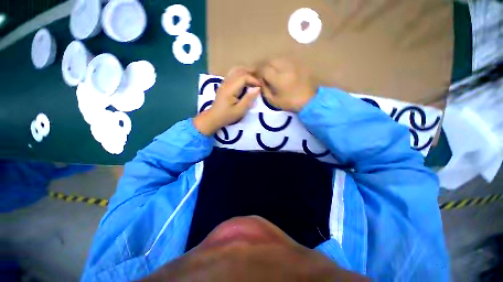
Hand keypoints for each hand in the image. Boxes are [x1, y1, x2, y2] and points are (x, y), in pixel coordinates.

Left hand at [194, 67, 261, 135]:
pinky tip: (245, 82)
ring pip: (236, 71)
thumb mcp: (240, 110)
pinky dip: (241, 75)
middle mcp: (226, 82)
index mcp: (230, 89)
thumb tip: (257, 88)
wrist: (214, 117)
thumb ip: (249, 99)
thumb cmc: (227, 116)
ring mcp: (224, 82)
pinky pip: (233, 74)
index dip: (254, 80)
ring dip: (246, 73)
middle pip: (240, 71)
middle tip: (259, 83)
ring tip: (253, 81)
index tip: (261, 86)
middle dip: (251, 75)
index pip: (243, 77)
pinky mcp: (224, 84)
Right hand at [257, 58, 316, 112]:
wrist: (309, 101)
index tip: (255, 75)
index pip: (264, 70)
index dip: (257, 71)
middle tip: (261, 73)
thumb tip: (261, 81)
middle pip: (270, 61)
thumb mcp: (274, 101)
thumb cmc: (290, 103)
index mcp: (279, 79)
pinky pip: (285, 60)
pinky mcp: (298, 65)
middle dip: (264, 66)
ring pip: (278, 59)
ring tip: (270, 71)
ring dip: (271, 64)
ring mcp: (293, 65)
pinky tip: (279, 70)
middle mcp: (285, 69)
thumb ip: (265, 90)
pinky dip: (279, 64)